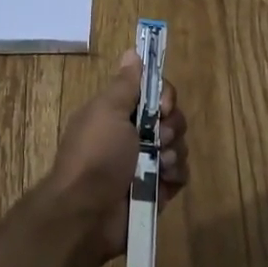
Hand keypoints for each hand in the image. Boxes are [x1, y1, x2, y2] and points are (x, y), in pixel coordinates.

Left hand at [44, 49, 189, 260]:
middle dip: (171, 125)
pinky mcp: (158, 190)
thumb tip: (132, 52)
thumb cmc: (95, 155)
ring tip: (159, 164)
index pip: (154, 93)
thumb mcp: (107, 112)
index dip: (165, 96)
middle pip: (171, 118)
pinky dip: (176, 175)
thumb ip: (125, 85)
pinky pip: (181, 174)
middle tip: (158, 137)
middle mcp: (133, 135)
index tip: (162, 106)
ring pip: (178, 145)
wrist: (86, 214)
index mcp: (119, 113)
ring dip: (173, 152)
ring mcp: (146, 164)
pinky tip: (164, 180)